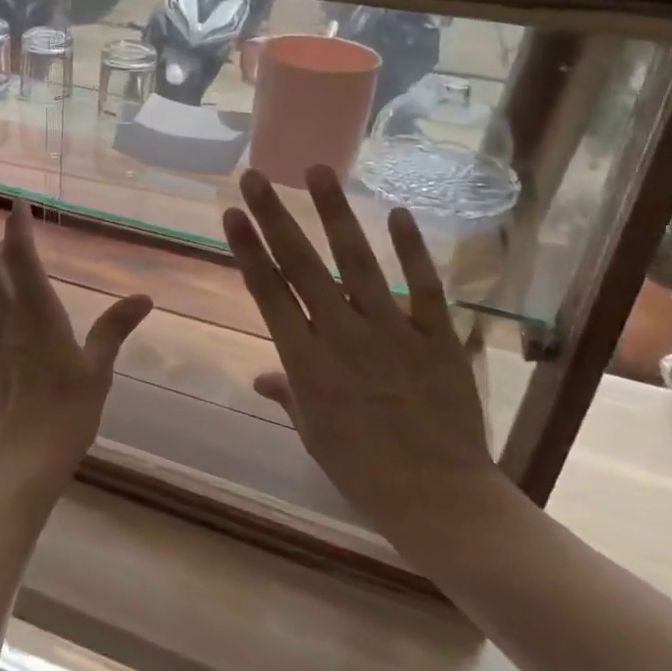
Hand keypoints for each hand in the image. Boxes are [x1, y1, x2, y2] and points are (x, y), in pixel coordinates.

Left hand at [0, 200, 152, 489]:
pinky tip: (1, 320)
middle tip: (17, 246)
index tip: (17, 202)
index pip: (21, 255)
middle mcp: (5, 317)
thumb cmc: (67, 412)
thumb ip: (114, 329)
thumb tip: (144, 297)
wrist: (20, 460)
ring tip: (7, 274)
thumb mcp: (98, 369)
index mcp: (36, 311)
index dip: (17, 225)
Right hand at [222, 166, 505, 551]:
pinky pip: (423, 285)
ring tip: (319, 171)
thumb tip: (262, 378)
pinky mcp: (436, 337)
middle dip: (274, 216)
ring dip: (335, 213)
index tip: (231, 213)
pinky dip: (411, 248)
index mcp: (305, 361)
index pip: (267, 292)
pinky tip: (396, 211)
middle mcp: (341, 335)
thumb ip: (289, 394)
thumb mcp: (313, 434)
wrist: (440, 499)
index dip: (247, 249)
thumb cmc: (363, 472)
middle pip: (301, 265)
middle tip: (255, 176)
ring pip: (357, 261)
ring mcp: (391, 331)